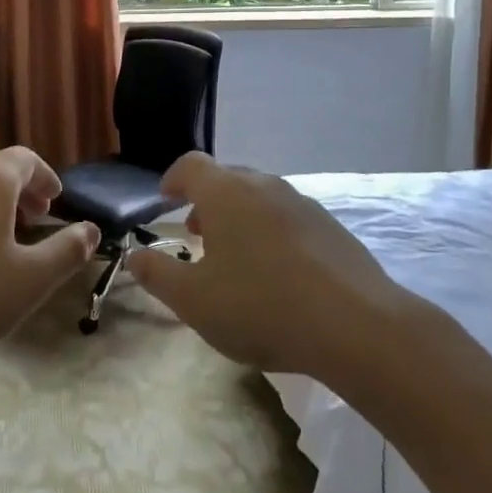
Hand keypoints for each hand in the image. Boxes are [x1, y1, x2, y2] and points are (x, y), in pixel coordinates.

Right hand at [126, 152, 409, 374]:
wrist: (356, 327)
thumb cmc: (261, 306)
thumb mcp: (194, 300)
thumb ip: (157, 274)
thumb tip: (135, 256)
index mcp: (226, 194)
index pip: (191, 165)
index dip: (173, 179)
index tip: (166, 200)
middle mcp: (264, 186)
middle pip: (227, 178)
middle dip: (207, 201)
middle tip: (197, 234)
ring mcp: (303, 204)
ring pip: (260, 198)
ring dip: (240, 218)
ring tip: (236, 256)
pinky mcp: (332, 228)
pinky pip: (289, 218)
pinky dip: (272, 233)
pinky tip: (278, 274)